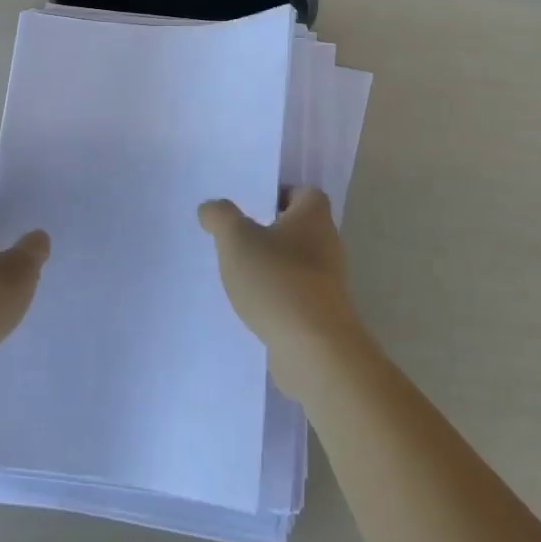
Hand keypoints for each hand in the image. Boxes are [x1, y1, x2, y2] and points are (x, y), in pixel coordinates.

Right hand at [199, 188, 365, 391]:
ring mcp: (329, 281)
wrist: (315, 349)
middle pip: (299, 228)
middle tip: (237, 238)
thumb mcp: (236, 239)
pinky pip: (296, 293)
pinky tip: (253, 306)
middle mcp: (328, 243)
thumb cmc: (277, 280)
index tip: (250, 207)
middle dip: (270, 231)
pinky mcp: (323, 313)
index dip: (278, 194)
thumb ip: (221, 217)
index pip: (303, 192)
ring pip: (297, 262)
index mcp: (314, 216)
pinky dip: (277, 295)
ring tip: (239, 274)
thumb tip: (212, 207)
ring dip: (272, 266)